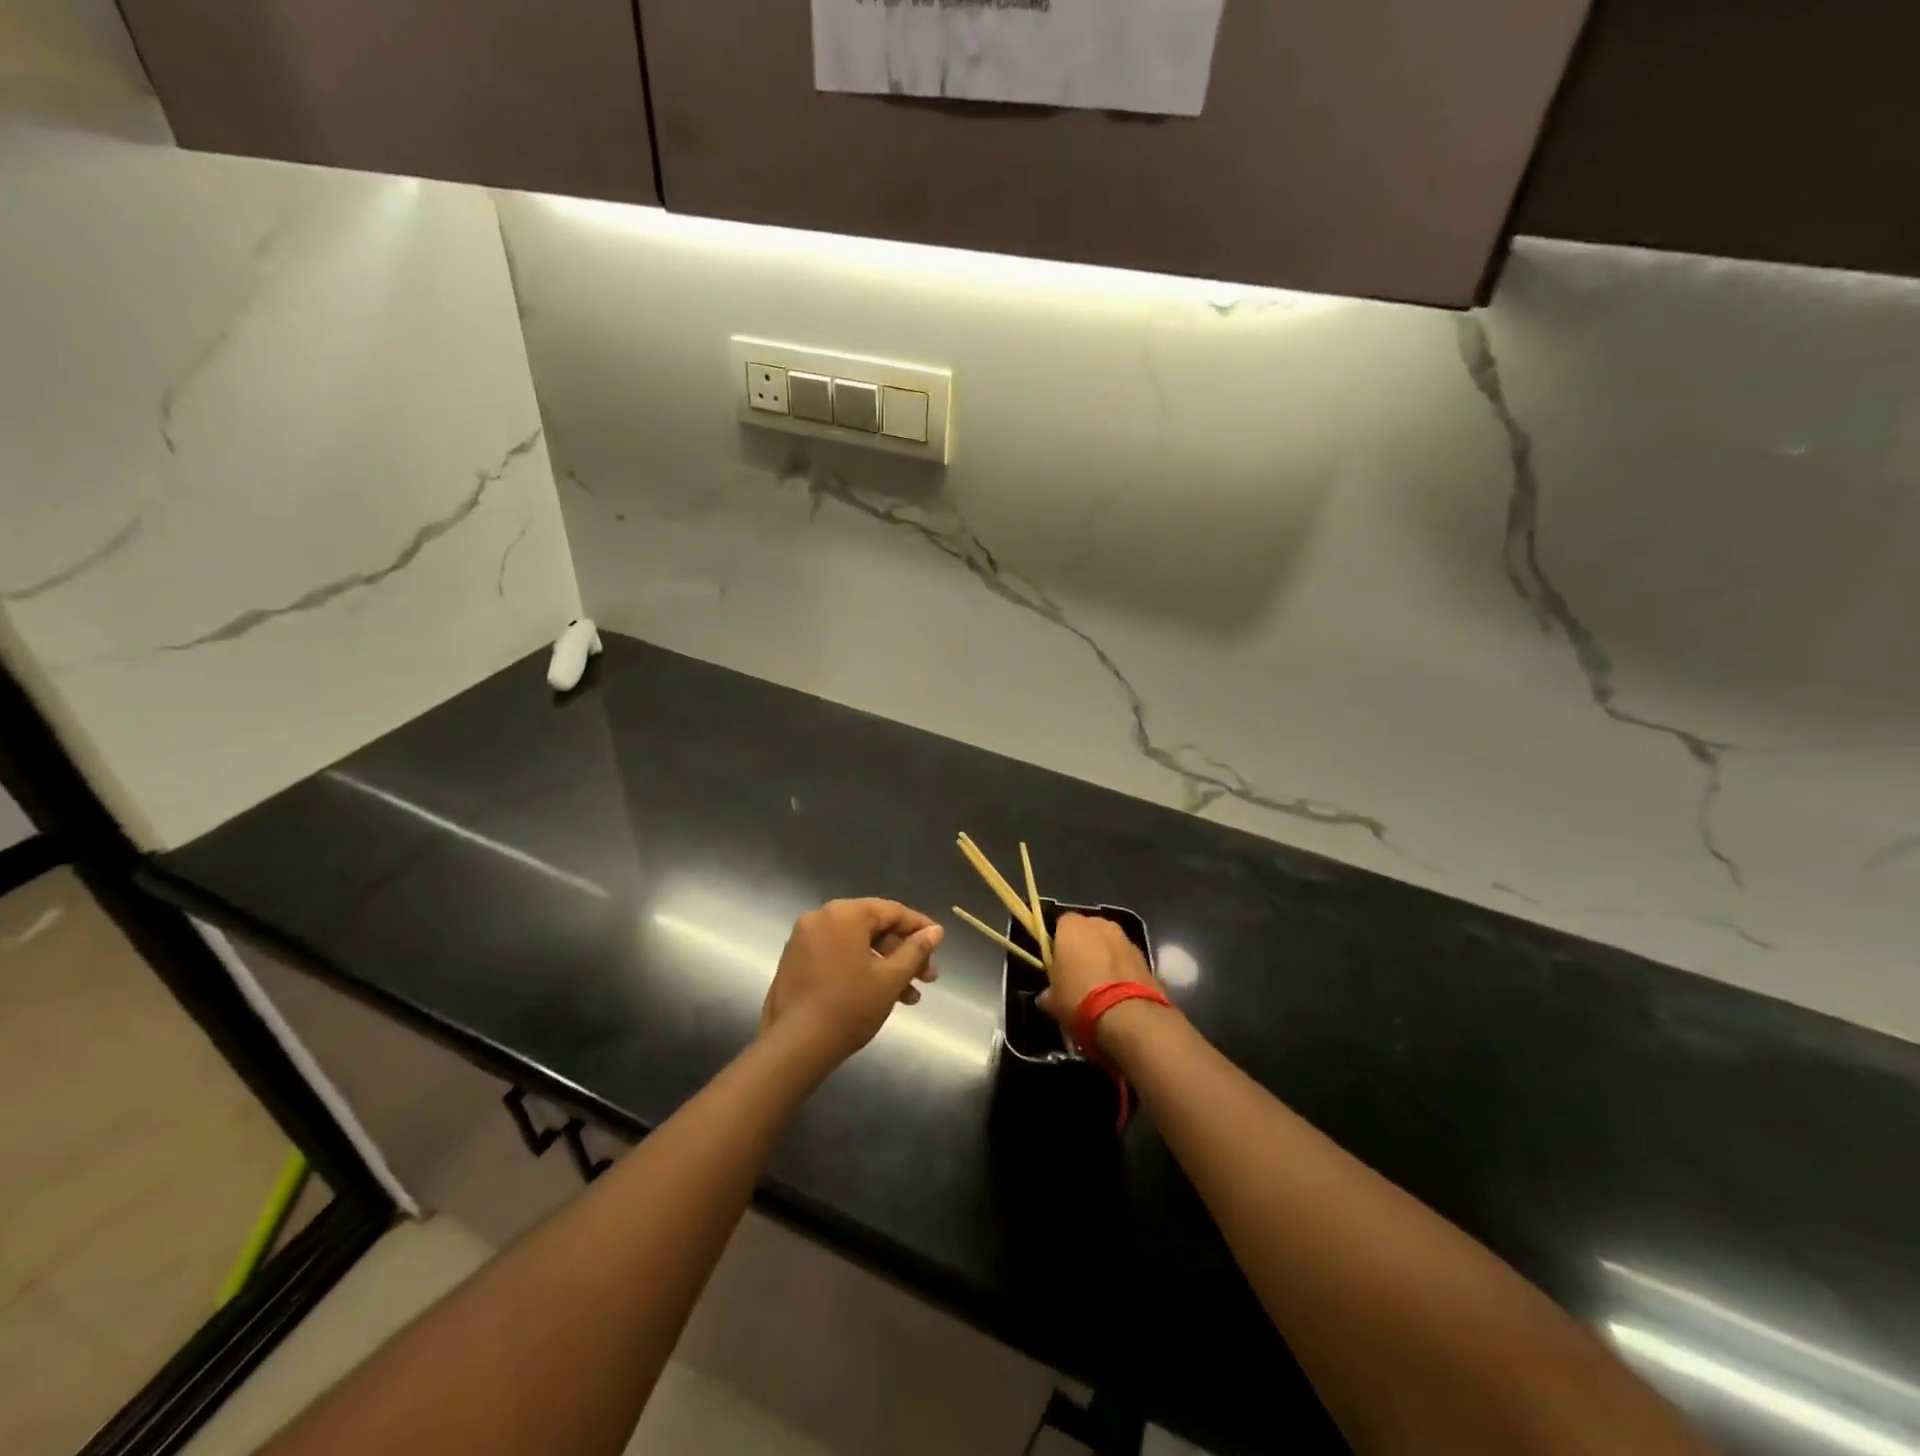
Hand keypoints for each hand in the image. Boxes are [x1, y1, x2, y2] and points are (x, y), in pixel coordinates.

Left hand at [761, 899, 943, 1069]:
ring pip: (856, 945)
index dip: (919, 927)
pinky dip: (860, 969)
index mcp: (844, 913)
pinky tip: (880, 995)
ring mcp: (804, 939)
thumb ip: (916, 950)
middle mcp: (821, 917)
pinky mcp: (795, 961)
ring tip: (909, 997)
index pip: (891, 911)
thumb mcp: (891, 978)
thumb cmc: (850, 1006)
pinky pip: (837, 955)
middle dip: (903, 953)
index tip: (939, 943)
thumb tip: (935, 931)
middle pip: (873, 927)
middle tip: (927, 977)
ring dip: (884, 966)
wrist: (795, 1046)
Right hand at [1037, 913, 1159, 1049]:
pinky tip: (1119, 994)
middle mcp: (1100, 924)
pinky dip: (1123, 971)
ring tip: (1101, 988)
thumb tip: (1046, 997)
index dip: (1058, 944)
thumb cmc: (1079, 999)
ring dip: (1105, 958)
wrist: (1128, 1017)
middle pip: (1088, 931)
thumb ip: (1049, 992)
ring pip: (1109, 945)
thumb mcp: (1053, 1001)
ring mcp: (1126, 938)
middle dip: (1084, 948)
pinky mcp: (1145, 957)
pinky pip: (1126, 960)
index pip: (1061, 925)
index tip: (1057, 965)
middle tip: (1077, 975)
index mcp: (1072, 926)